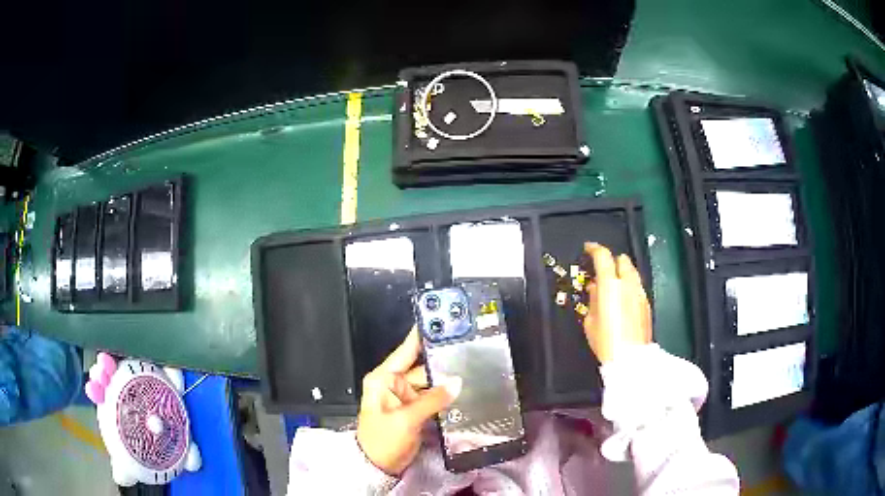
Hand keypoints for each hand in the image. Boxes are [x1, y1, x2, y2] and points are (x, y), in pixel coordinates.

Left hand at [356, 327, 461, 475]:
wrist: (378, 466)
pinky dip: (446, 396)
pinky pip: (434, 398)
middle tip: (470, 351)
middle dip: (444, 363)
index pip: (405, 351)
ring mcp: (406, 398)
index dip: (421, 336)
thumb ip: (432, 400)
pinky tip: (464, 390)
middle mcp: (395, 384)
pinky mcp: (416, 411)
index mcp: (384, 379)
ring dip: (448, 381)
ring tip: (473, 369)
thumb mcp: (405, 419)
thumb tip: (457, 382)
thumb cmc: (382, 440)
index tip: (440, 320)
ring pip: (431, 384)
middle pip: (423, 368)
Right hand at [582, 242, 652, 363]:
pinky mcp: (647, 303)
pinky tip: (623, 298)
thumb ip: (593, 298)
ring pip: (632, 271)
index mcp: (610, 284)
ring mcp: (640, 292)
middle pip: (622, 259)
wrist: (630, 358)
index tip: (588, 249)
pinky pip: (637, 286)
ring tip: (613, 284)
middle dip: (612, 260)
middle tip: (602, 269)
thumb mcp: (590, 320)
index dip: (594, 249)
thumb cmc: (605, 340)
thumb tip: (595, 287)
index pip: (603, 256)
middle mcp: (628, 283)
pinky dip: (629, 285)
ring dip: (622, 272)